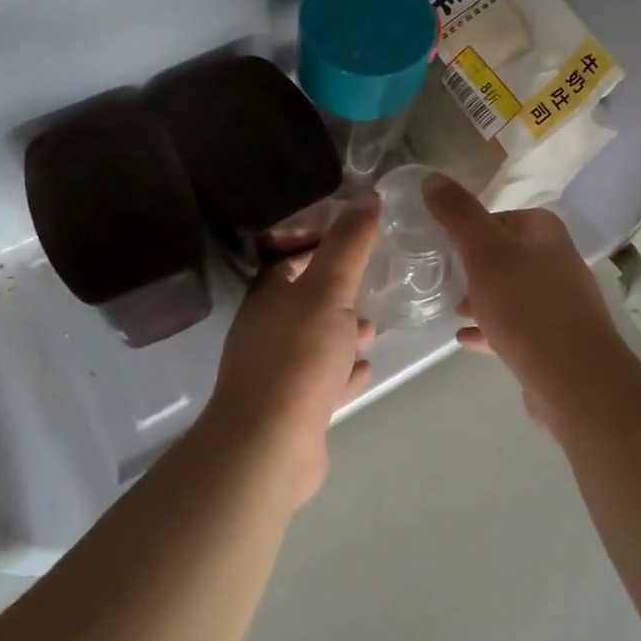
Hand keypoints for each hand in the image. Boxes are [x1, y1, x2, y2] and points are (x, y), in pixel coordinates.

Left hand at [202, 202, 379, 508]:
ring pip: (315, 341)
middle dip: (337, 292)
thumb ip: (348, 245)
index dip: (322, 244)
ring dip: (342, 332)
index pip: (292, 258)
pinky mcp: (292, 407)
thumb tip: (367, 197)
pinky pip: (322, 379)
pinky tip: (365, 368)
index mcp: (268, 295)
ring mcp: (277, 371)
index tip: (359, 239)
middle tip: (373, 284)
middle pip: (305, 300)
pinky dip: (343, 371)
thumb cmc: (299, 355)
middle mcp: (267, 329)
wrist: (270, 444)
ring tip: (373, 328)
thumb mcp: (329, 289)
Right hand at [423, 175, 635, 439]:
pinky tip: (464, 338)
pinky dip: (490, 328)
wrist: (575, 379)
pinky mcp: (555, 338)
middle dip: (472, 265)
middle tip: (441, 277)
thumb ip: (457, 214)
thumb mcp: (484, 252)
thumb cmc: (526, 307)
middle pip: (504, 254)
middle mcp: (557, 261)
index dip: (468, 228)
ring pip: (509, 290)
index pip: (500, 216)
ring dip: (480, 297)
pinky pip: (515, 325)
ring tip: (450, 308)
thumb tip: (432, 178)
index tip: (441, 245)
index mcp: (544, 232)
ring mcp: (559, 302)